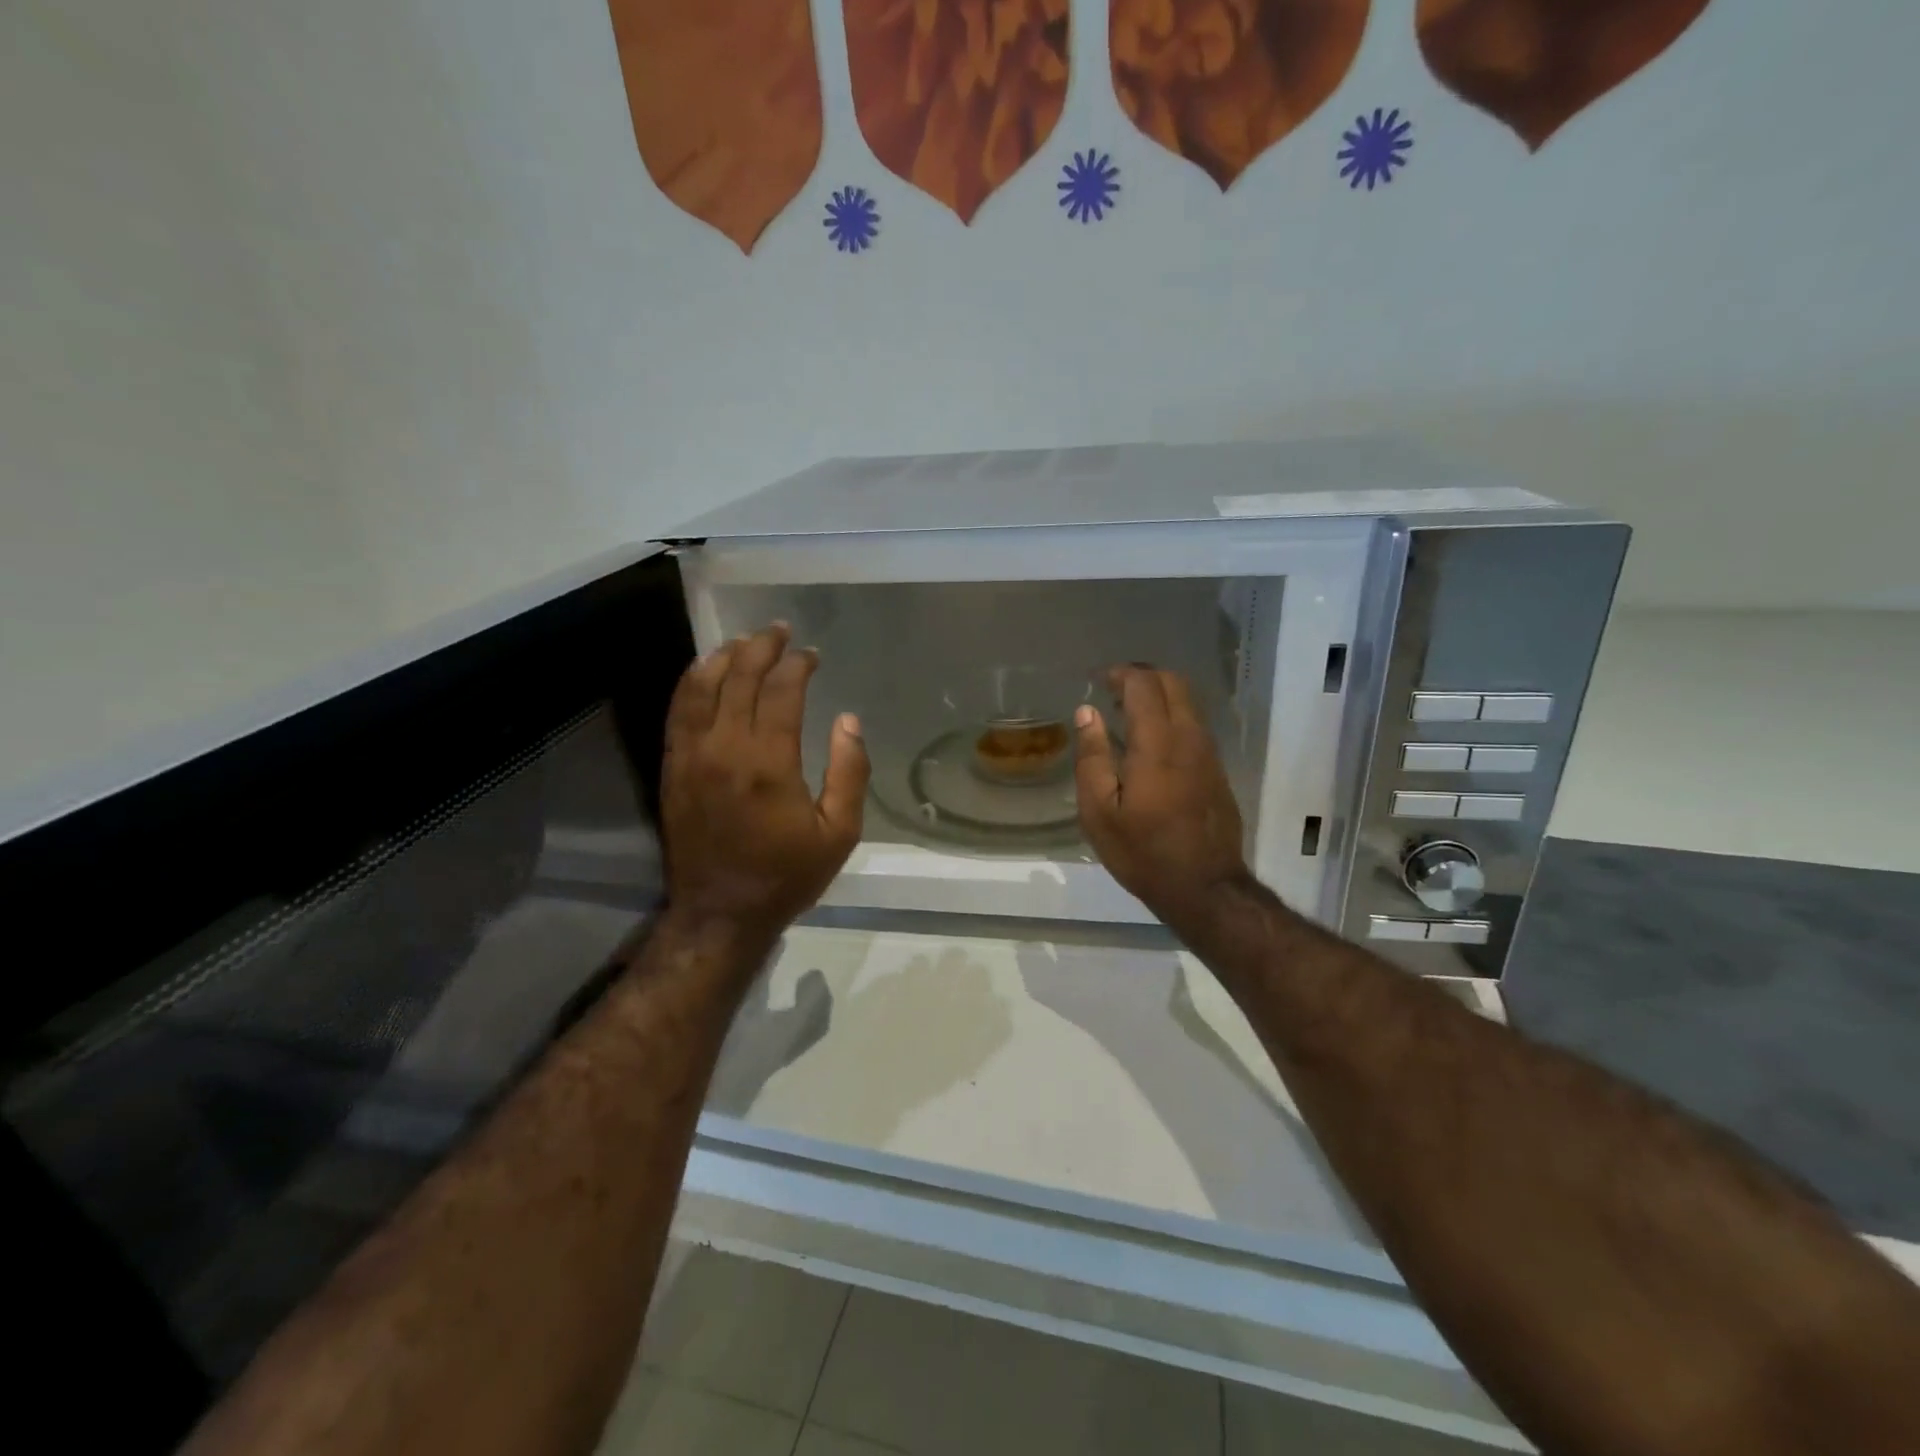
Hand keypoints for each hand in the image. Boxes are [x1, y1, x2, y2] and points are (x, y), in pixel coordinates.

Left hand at [661, 623, 868, 948]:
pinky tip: (704, 671)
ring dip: (723, 657)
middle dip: (761, 648)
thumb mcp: (840, 832)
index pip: (781, 691)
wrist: (721, 912)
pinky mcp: (672, 768)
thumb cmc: (787, 874)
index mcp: (770, 763)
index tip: (812, 655)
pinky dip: (690, 683)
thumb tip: (847, 720)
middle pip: (739, 678)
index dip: (798, 665)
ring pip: (700, 687)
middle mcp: (725, 749)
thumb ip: (849, 772)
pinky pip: (677, 712)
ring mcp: (691, 756)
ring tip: (743, 641)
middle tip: (779, 632)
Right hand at [1073, 665, 1248, 928]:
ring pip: (1189, 702)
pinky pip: (1195, 724)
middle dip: (1143, 675)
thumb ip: (1092, 757)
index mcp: (1157, 745)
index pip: (1144, 685)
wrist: (1205, 887)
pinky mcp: (1217, 769)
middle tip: (1113, 688)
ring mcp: (1208, 753)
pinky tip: (1151, 740)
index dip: (1121, 674)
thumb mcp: (1099, 812)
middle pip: (1174, 682)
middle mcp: (1189, 738)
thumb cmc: (1143, 852)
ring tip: (1128, 713)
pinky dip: (1172, 715)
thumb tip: (1086, 712)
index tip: (1098, 680)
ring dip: (1159, 694)